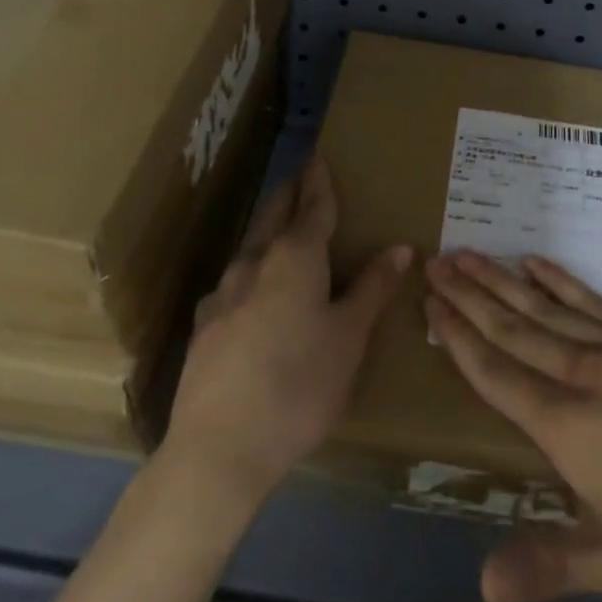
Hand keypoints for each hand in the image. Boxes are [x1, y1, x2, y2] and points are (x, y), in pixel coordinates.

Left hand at [165, 156, 411, 506]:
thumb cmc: (300, 385)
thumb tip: (398, 247)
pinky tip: (253, 293)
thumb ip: (371, 289)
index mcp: (294, 260)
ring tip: (283, 231)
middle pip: (273, 217)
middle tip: (302, 178)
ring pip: (250, 248)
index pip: (312, 207)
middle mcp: (253, 265)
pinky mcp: (204, 326)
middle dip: (290, 195)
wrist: (220, 446)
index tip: (319, 155)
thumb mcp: (349, 338)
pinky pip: (235, 283)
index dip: (319, 181)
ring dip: (269, 231)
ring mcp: (222, 295)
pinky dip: (253, 272)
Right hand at [424, 251, 601, 601]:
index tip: (429, 304)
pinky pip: (594, 300)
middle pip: (513, 328)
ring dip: (502, 280)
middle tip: (434, 263)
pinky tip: (537, 264)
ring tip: (468, 254)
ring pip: (546, 307)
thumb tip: (482, 584)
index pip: (496, 373)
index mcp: (569, 428)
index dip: (458, 338)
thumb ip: (552, 566)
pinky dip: (560, 280)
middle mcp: (586, 374)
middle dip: (468, 296)